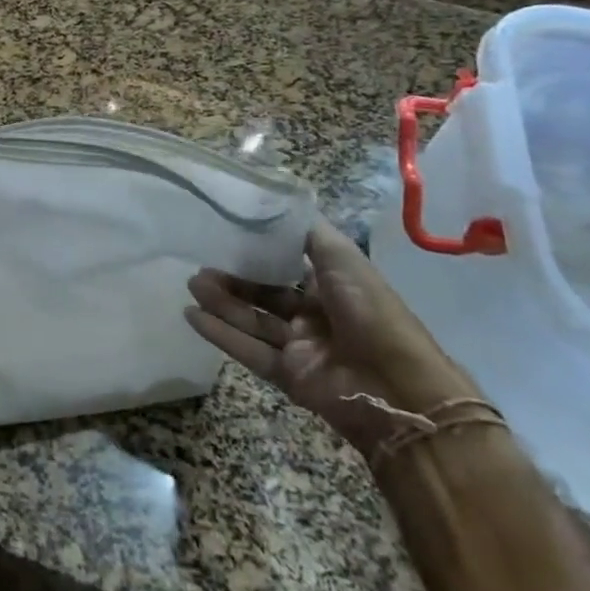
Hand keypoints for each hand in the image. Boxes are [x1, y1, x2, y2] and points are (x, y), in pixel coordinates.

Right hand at [186, 219, 479, 455]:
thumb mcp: (342, 257)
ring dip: (221, 302)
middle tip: (200, 265)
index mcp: (334, 288)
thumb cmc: (371, 312)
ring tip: (191, 284)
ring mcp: (301, 347)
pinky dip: (220, 334)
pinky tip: (191, 315)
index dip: (258, 253)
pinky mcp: (289, 376)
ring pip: (252, 320)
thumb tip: (277, 204)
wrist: (398, 386)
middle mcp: (316, 316)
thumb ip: (308, 232)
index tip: (226, 235)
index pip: (288, 266)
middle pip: (264, 294)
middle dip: (232, 279)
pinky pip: (248, 351)